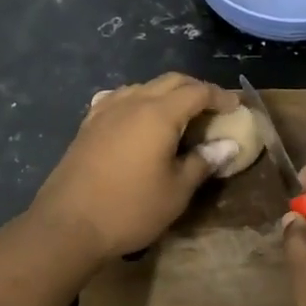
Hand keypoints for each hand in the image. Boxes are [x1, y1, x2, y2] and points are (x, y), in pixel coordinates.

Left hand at [29, 74, 240, 262]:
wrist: (69, 224)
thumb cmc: (130, 209)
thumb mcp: (176, 191)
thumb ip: (203, 162)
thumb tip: (227, 145)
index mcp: (159, 113)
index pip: (197, 91)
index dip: (220, 96)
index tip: (236, 106)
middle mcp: (132, 102)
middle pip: (171, 81)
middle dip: (195, 89)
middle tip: (212, 108)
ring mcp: (106, 110)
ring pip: (143, 87)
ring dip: (166, 93)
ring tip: (179, 114)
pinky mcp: (88, 123)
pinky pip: (119, 99)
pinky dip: (138, 101)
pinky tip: (138, 117)